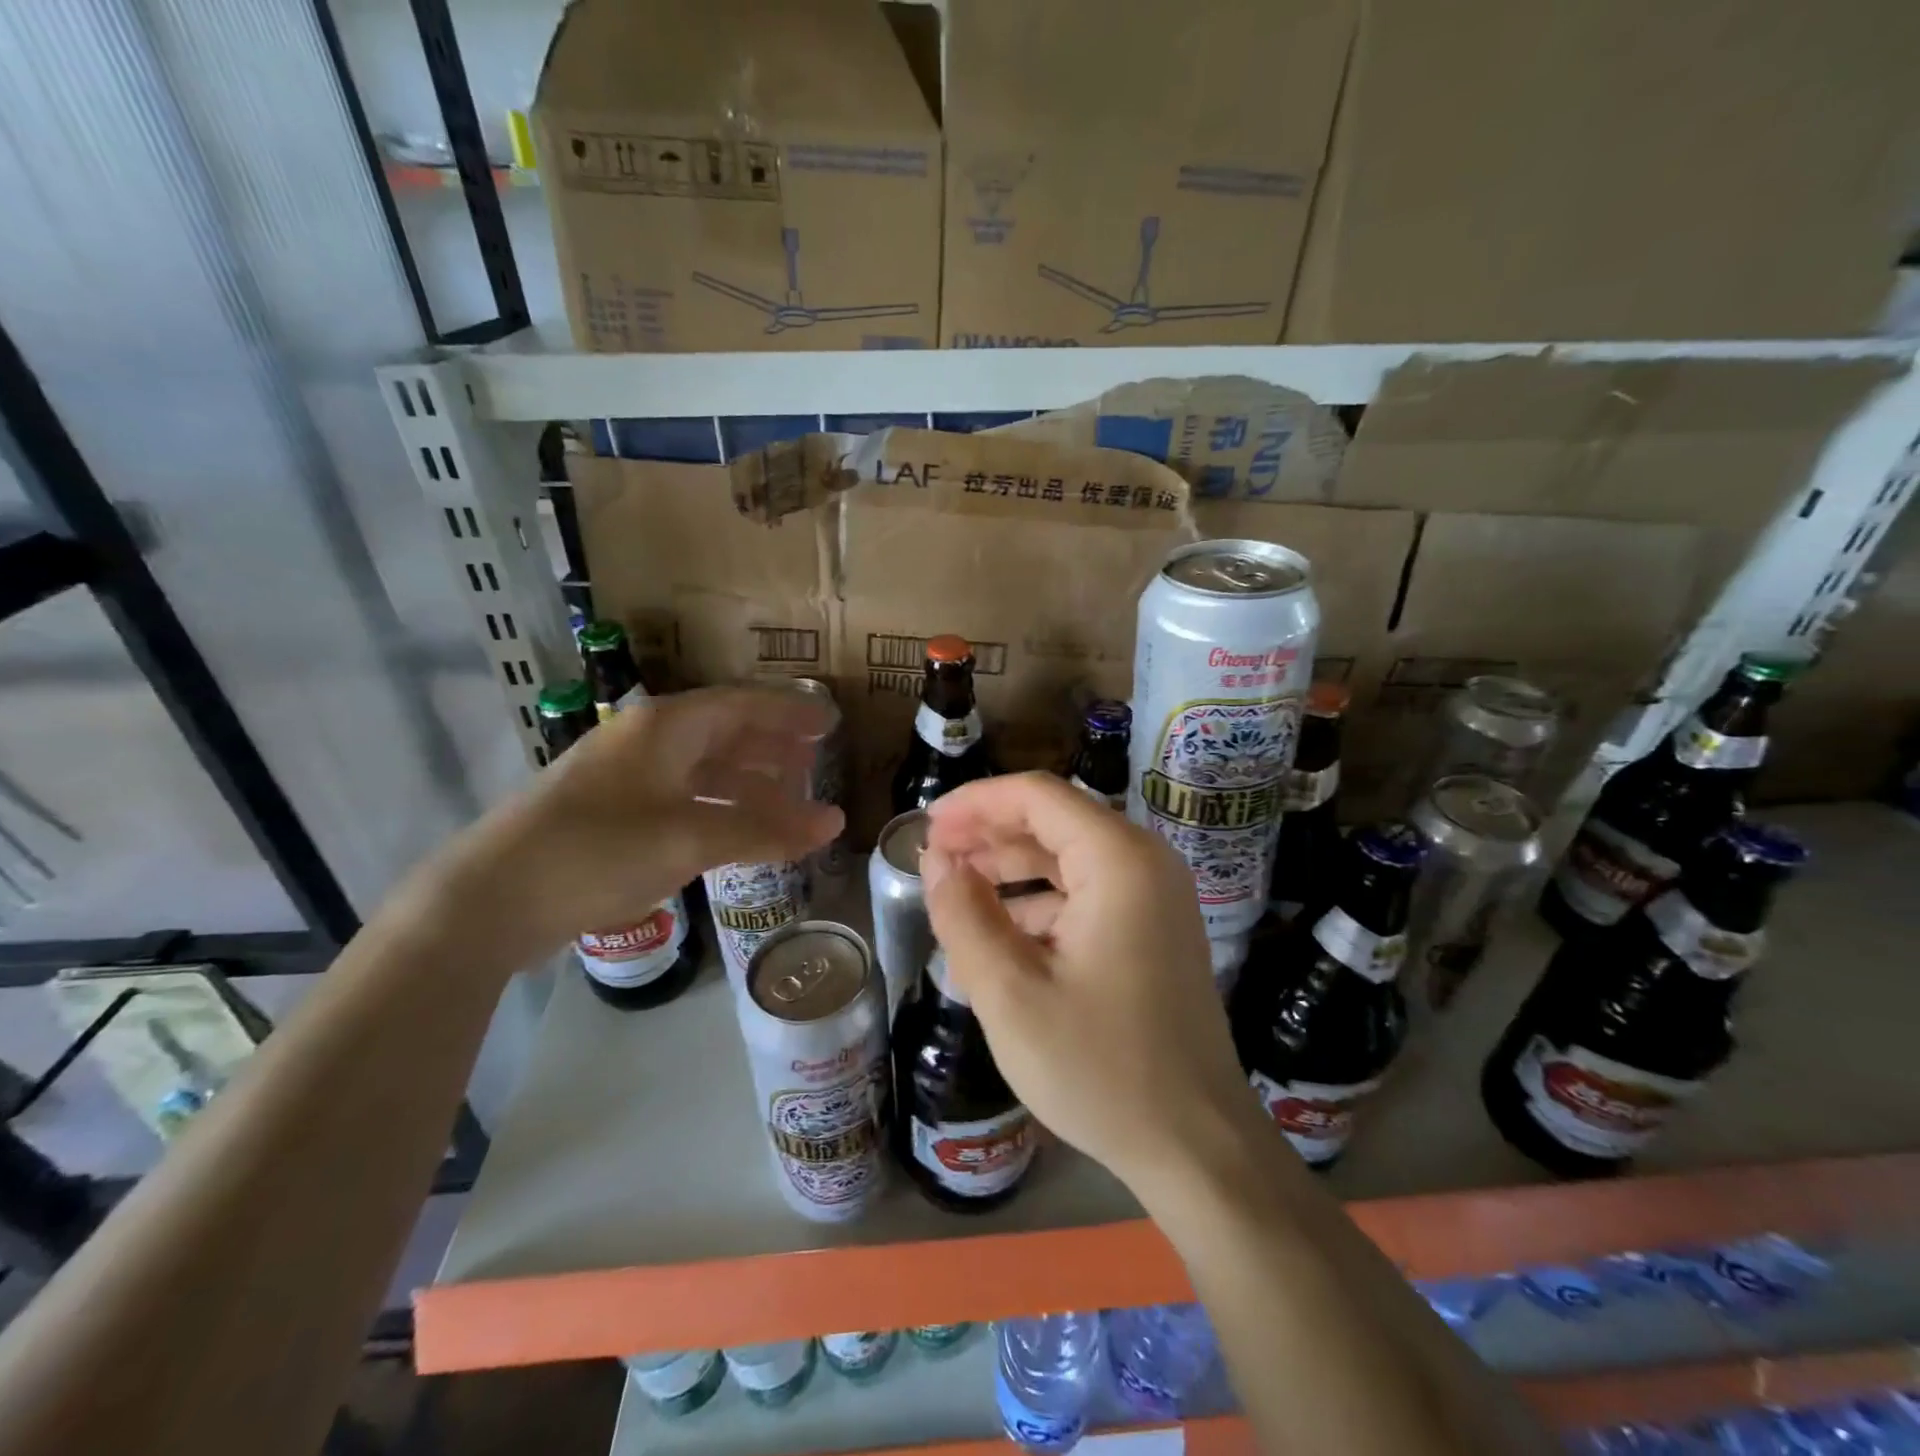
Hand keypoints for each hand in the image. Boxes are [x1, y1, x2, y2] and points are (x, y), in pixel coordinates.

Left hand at [439, 687, 842, 961]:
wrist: (489, 899)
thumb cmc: (597, 851)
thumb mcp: (689, 838)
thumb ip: (765, 830)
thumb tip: (834, 823)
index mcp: (666, 727)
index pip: (743, 705)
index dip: (790, 714)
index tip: (831, 723)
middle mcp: (648, 741)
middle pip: (725, 734)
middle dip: (773, 748)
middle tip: (816, 763)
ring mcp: (628, 778)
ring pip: (705, 771)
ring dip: (750, 785)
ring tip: (790, 803)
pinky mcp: (615, 815)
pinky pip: (685, 801)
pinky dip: (721, 812)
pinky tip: (740, 833)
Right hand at [921, 772, 1257, 1194]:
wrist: (1197, 1147)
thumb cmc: (1100, 1069)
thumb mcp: (1011, 994)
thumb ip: (963, 916)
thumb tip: (936, 861)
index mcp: (1118, 861)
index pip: (1037, 796)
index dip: (976, 802)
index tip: (927, 827)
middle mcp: (1144, 863)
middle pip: (1055, 821)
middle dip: (989, 835)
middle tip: (934, 860)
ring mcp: (1156, 897)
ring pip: (1069, 858)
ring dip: (1011, 869)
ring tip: (955, 895)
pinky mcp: (1155, 929)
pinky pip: (1087, 894)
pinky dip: (1040, 903)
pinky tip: (999, 936)